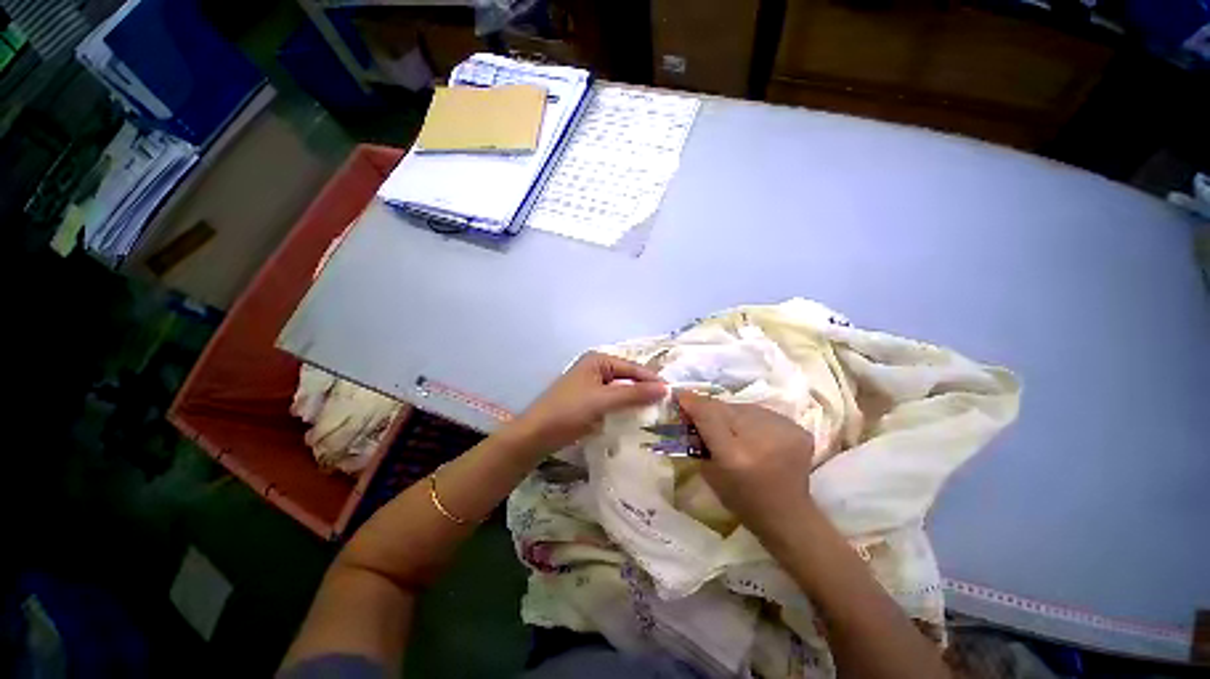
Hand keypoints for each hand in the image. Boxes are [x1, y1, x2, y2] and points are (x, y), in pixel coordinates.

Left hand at [507, 352, 666, 454]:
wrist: (536, 435)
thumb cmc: (569, 411)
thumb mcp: (604, 401)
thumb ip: (634, 393)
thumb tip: (666, 388)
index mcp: (598, 360)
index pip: (632, 368)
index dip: (652, 380)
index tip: (673, 393)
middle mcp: (595, 368)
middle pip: (627, 377)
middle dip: (644, 390)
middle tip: (667, 404)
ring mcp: (591, 384)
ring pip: (620, 390)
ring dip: (635, 400)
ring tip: (655, 411)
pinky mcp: (588, 400)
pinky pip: (612, 401)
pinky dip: (623, 408)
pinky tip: (635, 417)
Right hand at [676, 391, 816, 536]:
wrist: (788, 514)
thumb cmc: (741, 499)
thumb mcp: (709, 472)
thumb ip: (698, 438)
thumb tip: (689, 407)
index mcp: (734, 455)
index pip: (709, 415)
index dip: (694, 403)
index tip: (681, 396)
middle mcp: (759, 439)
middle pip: (727, 408)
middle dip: (713, 410)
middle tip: (706, 417)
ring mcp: (783, 431)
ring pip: (745, 407)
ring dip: (735, 414)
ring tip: (736, 431)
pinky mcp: (799, 429)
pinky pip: (764, 413)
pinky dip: (755, 420)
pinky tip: (757, 436)